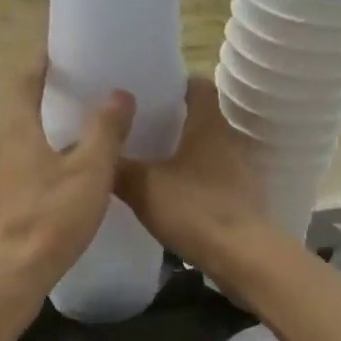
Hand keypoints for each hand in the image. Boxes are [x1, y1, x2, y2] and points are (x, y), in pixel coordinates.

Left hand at [0, 60, 135, 290]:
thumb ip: (105, 130)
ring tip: (83, 134)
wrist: (5, 278)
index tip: (60, 47)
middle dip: (48, 97)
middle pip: (21, 111)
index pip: (24, 80)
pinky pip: (23, 170)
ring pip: (22, 144)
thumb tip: (119, 93)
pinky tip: (68, 181)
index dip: (41, 60)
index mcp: (16, 129)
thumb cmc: (48, 217)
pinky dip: (44, 162)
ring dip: (48, 133)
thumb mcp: (89, 171)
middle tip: (84, 90)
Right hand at [115, 77, 265, 268]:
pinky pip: (216, 178)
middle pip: (201, 118)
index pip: (197, 84)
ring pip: (208, 150)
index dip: (174, 83)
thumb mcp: (143, 186)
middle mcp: (230, 139)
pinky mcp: (245, 198)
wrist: (244, 257)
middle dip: (173, 121)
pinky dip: (196, 180)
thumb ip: (117, 166)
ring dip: (185, 153)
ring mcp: (242, 170)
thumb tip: (95, 148)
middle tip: (139, 128)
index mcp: (208, 124)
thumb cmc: (194, 209)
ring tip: (151, 162)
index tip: (147, 91)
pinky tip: (174, 196)